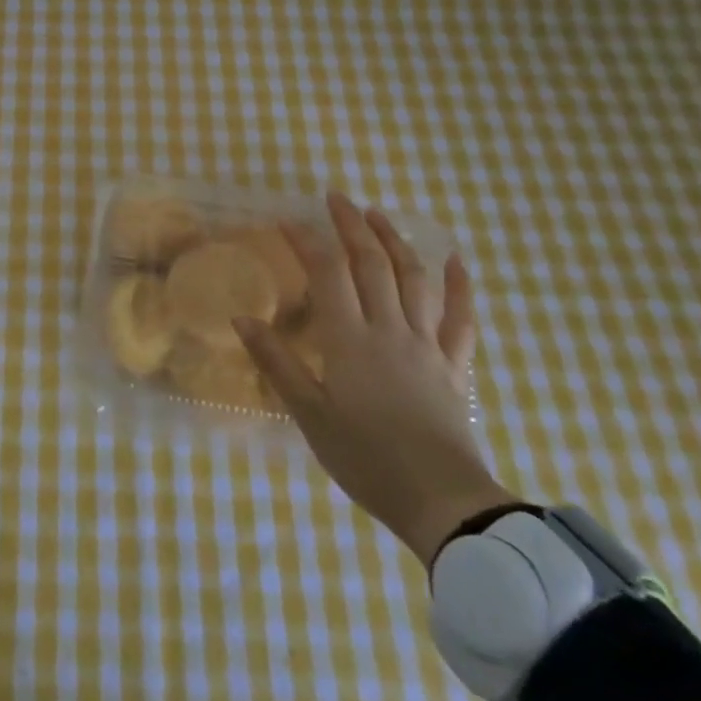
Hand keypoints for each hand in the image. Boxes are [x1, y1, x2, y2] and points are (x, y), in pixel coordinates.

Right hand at [236, 192, 515, 565]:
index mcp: (350, 339)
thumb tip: (240, 319)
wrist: (443, 503)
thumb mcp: (309, 415)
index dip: (307, 240)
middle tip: (336, 197)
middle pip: (372, 263)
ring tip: (378, 215)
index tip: (287, 219)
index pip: (328, 273)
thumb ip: (276, 363)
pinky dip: (459, 287)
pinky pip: (460, 319)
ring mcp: (427, 345)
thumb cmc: (367, 459)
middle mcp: (390, 329)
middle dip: (352, 225)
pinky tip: (455, 261)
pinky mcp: (454, 366)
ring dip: (395, 241)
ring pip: (414, 279)